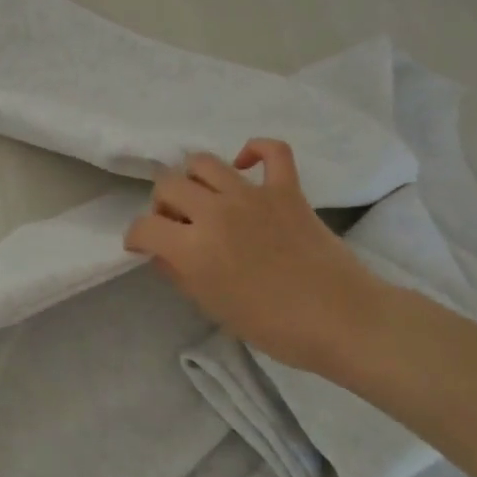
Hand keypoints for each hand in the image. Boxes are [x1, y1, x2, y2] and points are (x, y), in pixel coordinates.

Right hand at [124, 138, 388, 375]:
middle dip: (162, 204)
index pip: (144, 227)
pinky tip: (245, 166)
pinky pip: (272, 150)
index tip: (142, 246)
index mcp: (193, 248)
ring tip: (204, 198)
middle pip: (168, 185)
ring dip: (194, 178)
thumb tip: (163, 253)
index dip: (136, 237)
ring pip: (204, 162)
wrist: (340, 320)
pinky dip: (255, 150)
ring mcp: (252, 195)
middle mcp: (215, 212)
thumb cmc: (271, 326)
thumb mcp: (211, 307)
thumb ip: (179, 274)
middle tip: (175, 224)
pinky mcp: (286, 189)